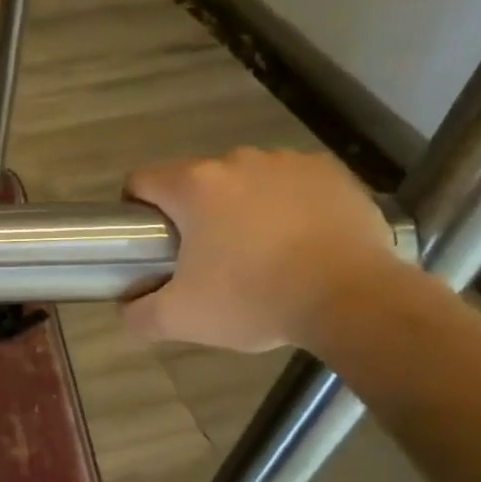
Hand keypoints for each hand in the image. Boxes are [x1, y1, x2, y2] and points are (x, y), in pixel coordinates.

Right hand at [123, 148, 402, 351]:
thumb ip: (138, 314)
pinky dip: (287, 204)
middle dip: (194, 213)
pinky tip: (300, 240)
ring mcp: (287, 162)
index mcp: (193, 187)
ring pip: (245, 180)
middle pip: (196, 181)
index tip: (150, 241)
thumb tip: (126, 306)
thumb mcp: (181, 320)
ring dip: (242, 206)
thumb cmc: (255, 300)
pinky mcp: (330, 172)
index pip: (142, 180)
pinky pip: (292, 183)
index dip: (136, 208)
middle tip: (207, 258)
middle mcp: (236, 161)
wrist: (354, 300)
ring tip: (260, 251)